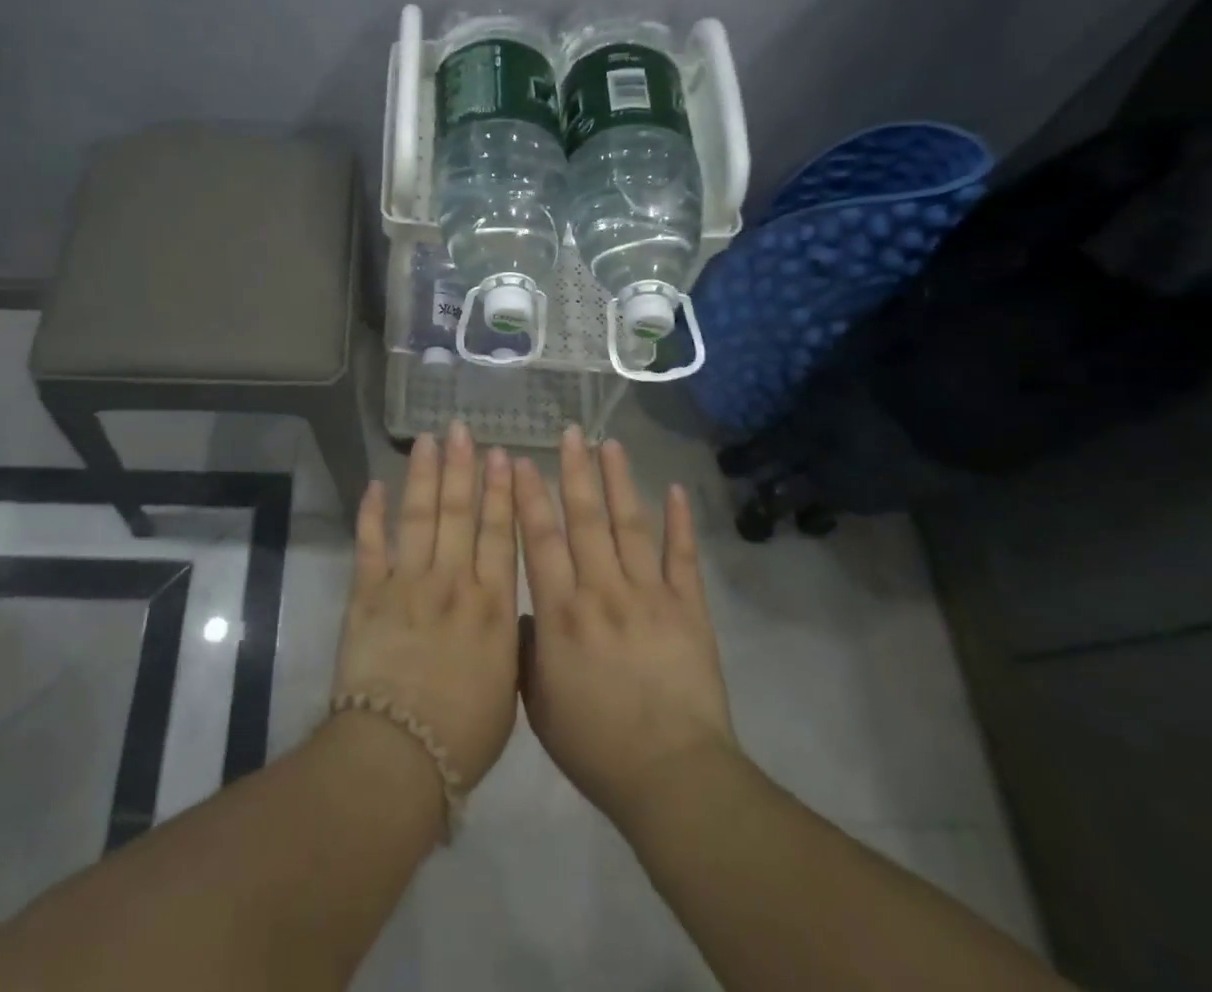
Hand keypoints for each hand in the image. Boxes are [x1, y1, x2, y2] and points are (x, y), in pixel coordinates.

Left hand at [330, 422, 520, 788]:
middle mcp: (452, 581)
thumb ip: (509, 641)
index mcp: (491, 604)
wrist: (399, 755)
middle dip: (462, 467)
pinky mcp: (367, 594)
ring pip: (419, 515)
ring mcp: (406, 582)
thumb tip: (509, 611)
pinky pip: (369, 544)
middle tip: (462, 428)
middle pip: (459, 512)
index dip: (501, 492)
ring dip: (424, 475)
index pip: (498, 533)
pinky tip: (374, 484)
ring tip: (429, 440)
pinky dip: (370, 513)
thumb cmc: (464, 733)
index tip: (503, 456)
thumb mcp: (509, 688)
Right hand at [514, 427, 737, 829]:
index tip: (521, 460)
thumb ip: (524, 650)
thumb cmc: (595, 746)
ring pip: (631, 526)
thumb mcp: (537, 704)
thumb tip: (523, 610)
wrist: (672, 778)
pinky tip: (676, 490)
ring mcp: (650, 596)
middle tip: (570, 432)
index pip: (540, 541)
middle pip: (585, 520)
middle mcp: (603, 591)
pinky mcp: (689, 609)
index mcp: (561, 614)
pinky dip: (681, 523)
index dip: (529, 497)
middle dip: (575, 472)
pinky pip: (684, 558)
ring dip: (620, 482)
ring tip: (611, 444)